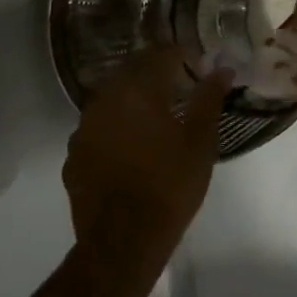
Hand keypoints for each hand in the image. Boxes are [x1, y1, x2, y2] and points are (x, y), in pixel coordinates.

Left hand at [64, 48, 229, 271]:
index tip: (200, 64)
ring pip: (111, 99)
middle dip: (156, 71)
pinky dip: (116, 126)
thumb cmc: (170, 186)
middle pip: (131, 71)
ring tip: (158, 114)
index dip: (182, 54)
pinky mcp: (74, 156)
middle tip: (182, 84)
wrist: (123, 241)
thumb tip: (223, 69)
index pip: (160, 55)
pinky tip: (132, 145)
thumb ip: (209, 99)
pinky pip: (98, 128)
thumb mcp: (200, 142)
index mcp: (137, 92)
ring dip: (134, 98)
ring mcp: (83, 129)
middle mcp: (104, 101)